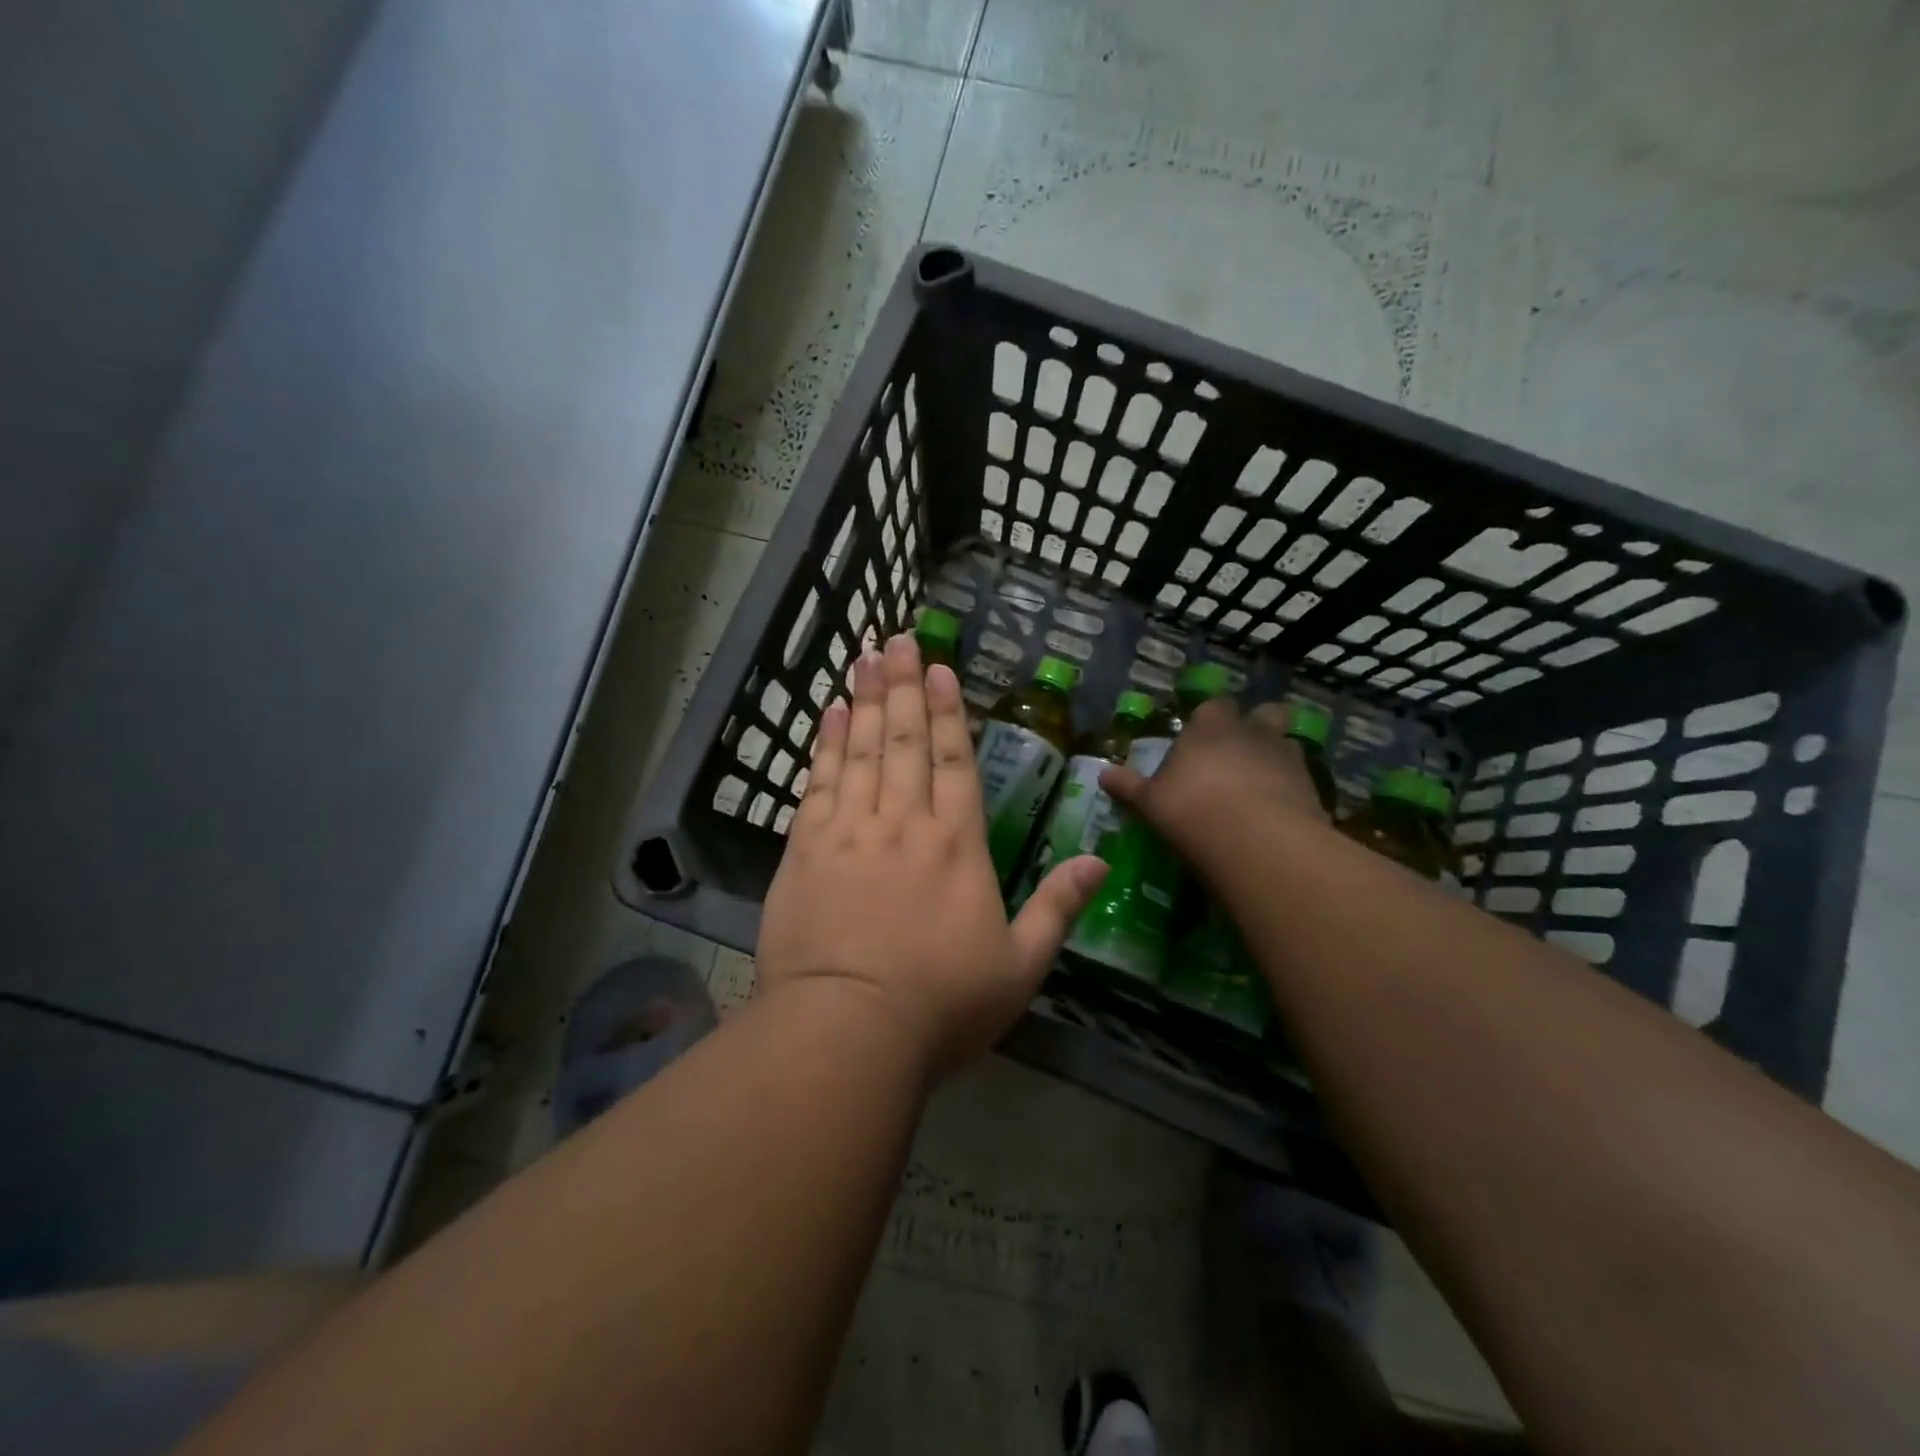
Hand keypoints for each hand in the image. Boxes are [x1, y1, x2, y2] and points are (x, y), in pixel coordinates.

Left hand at [757, 634, 1107, 1075]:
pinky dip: (824, 745)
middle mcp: (904, 822)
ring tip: (864, 657)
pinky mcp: (806, 849)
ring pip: (859, 749)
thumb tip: (1099, 861)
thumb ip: (1058, 908)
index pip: (953, 760)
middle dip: (901, 685)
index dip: (945, 711)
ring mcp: (850, 831)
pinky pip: (818, 783)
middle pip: (903, 740)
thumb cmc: (941, 1004)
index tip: (938, 668)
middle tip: (897, 639)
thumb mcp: (1020, 966)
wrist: (848, 1031)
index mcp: (956, 844)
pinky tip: (828, 714)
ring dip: (863, 700)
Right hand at [1100, 699, 1328, 865]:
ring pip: (1288, 744)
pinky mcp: (1313, 789)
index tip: (1201, 734)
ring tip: (1264, 781)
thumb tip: (1102, 773)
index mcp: (1210, 728)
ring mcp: (1287, 758)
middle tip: (1243, 749)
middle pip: (1265, 714)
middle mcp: (1252, 733)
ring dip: (1278, 756)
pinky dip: (1293, 790)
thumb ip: (1129, 786)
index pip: (1213, 706)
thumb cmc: (1191, 810)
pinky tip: (1280, 811)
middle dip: (1258, 725)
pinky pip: (1303, 780)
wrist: (1256, 841)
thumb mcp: (1150, 802)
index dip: (1209, 718)